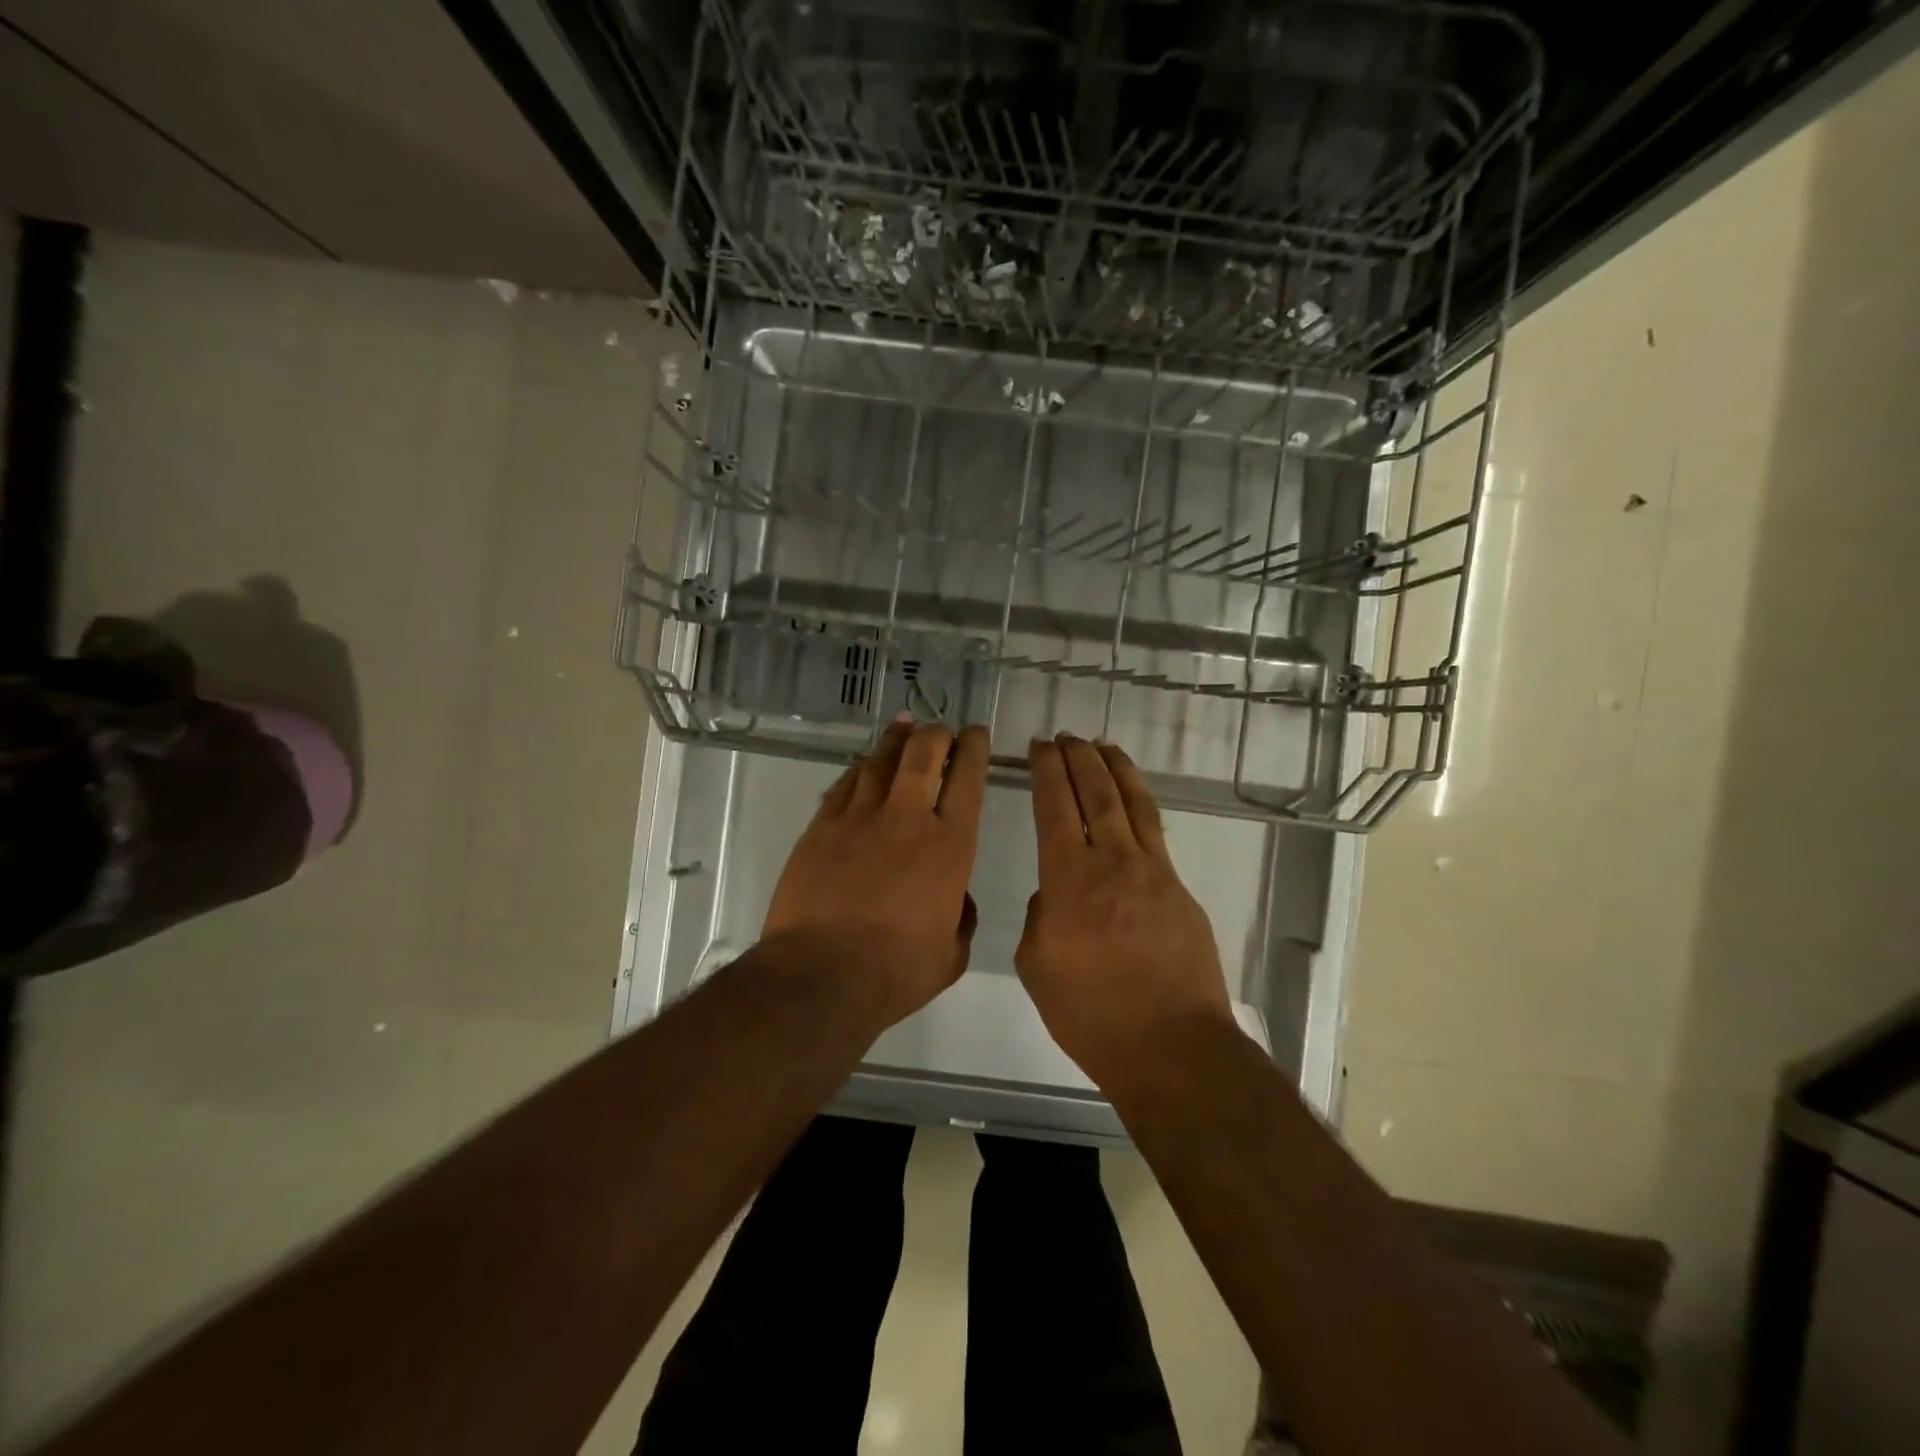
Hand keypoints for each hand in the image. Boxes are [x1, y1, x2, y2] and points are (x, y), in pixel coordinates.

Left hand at [763, 719, 988, 1025]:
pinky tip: (864, 765)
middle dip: (936, 734)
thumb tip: (957, 898)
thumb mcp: (951, 954)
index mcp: (950, 845)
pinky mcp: (821, 826)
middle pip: (923, 753)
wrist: (821, 975)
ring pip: (880, 760)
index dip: (974, 748)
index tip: (976, 734)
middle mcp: (906, 818)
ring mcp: (859, 818)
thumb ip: (961, 918)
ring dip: (897, 740)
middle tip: (940, 731)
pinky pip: (844, 783)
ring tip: (904, 728)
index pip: (967, 779)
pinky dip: (860, 769)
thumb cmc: (896, 971)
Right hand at [1016, 734, 1235, 1088]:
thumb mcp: (1037, 966)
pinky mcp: (1179, 889)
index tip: (1040, 747)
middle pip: (1095, 793)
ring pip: (1132, 803)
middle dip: (1077, 758)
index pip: (1055, 806)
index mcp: (1069, 879)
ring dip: (1114, 769)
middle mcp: (1112, 861)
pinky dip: (1140, 804)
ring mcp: (1153, 871)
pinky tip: (1133, 799)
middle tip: (1065, 737)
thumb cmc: (1091, 1013)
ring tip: (1102, 746)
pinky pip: (1156, 832)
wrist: (1171, 1046)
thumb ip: (1041, 917)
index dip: (1047, 771)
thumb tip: (1056, 894)